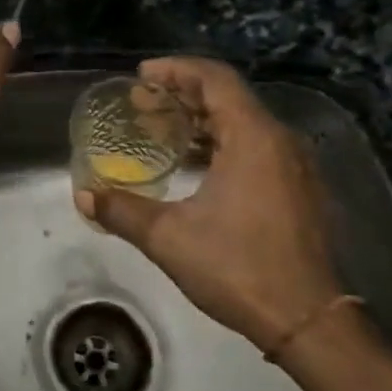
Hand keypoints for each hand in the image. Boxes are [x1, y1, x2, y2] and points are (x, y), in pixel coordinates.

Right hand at [76, 57, 391, 390]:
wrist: (307, 321)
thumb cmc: (238, 268)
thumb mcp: (169, 238)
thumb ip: (122, 211)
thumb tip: (84, 197)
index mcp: (254, 138)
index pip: (215, 79)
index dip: (176, 70)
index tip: (141, 76)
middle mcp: (280, 141)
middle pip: (229, 97)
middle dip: (183, 95)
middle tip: (142, 104)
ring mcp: (295, 167)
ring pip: (244, 124)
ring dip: (202, 121)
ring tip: (162, 131)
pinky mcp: (299, 191)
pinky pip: (256, 148)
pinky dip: (222, 144)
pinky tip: (195, 167)